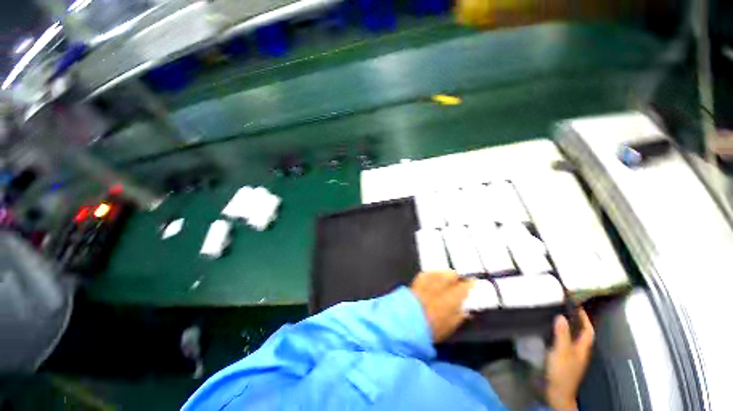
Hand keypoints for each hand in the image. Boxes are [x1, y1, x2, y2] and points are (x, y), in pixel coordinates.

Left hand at [410, 271, 472, 342]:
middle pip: (450, 276)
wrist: (406, 323)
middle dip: (456, 276)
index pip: (463, 288)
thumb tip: (466, 311)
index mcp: (450, 300)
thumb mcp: (448, 328)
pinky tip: (433, 274)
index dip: (469, 284)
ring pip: (438, 273)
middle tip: (460, 278)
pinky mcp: (416, 282)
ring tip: (448, 275)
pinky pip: (426, 274)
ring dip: (444, 273)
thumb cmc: (430, 329)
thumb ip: (458, 317)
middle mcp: (439, 288)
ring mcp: (427, 283)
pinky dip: (432, 273)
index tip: (473, 282)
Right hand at [545, 309, 594, 409]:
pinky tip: (551, 332)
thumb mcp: (561, 351)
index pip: (588, 330)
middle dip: (576, 321)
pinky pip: (565, 342)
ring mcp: (572, 356)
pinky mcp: (564, 359)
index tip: (577, 305)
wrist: (557, 391)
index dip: (585, 318)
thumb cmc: (562, 371)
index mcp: (582, 348)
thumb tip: (561, 316)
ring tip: (557, 316)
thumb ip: (562, 335)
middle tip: (565, 308)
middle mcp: (580, 351)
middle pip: (581, 333)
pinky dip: (561, 334)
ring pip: (573, 338)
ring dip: (568, 327)